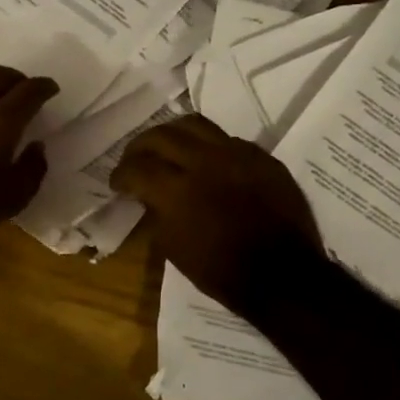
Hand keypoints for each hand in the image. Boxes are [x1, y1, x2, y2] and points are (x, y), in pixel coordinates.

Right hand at [111, 115, 324, 313]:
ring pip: (195, 125)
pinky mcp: (262, 157)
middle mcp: (204, 162)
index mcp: (177, 190)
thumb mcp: (174, 247)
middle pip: (161, 135)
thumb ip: (157, 212)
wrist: (281, 275)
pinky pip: (227, 139)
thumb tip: (149, 195)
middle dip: (140, 147)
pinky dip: (208, 146)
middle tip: (134, 160)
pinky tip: (206, 162)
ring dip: (172, 134)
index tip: (117, 183)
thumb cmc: (220, 271)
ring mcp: (237, 154)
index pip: (136, 167)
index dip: (120, 175)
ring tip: (167, 148)